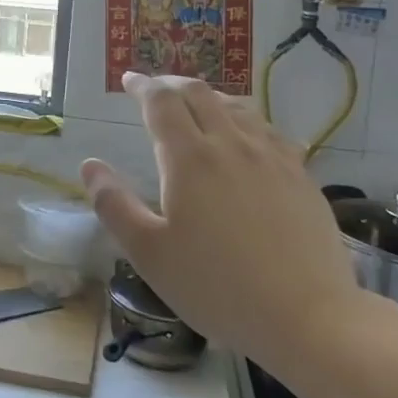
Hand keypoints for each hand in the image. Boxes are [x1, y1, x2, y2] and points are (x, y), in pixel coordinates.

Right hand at [81, 72, 361, 371]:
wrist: (308, 317)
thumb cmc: (217, 287)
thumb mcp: (149, 253)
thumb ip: (114, 205)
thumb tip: (90, 165)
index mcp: (189, 158)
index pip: (161, 102)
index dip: (142, 86)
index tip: (128, 80)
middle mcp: (231, 144)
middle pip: (200, 94)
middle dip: (173, 85)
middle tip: (157, 90)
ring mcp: (272, 157)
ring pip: (237, 107)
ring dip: (209, 98)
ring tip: (197, 106)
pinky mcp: (301, 175)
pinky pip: (268, 130)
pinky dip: (245, 120)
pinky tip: (247, 136)